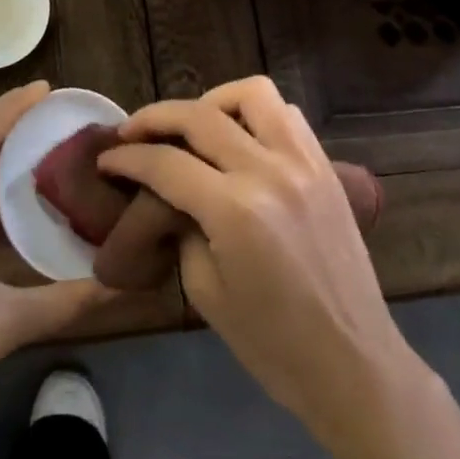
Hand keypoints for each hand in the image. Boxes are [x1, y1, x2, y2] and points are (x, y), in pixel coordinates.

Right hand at [98, 77, 417, 442]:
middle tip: (131, 132)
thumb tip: (167, 192)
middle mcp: (269, 172)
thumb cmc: (272, 344)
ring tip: (192, 126)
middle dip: (155, 118)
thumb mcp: (205, 290)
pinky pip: (286, 114)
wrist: (353, 365)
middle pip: (199, 116)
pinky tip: (239, 139)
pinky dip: (255, 114)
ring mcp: (304, 163)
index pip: (165, 163)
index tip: (106, 158)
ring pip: (251, 94)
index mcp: (235, 211)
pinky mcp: (325, 167)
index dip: (127, 157)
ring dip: (211, 101)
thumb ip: (181, 226)